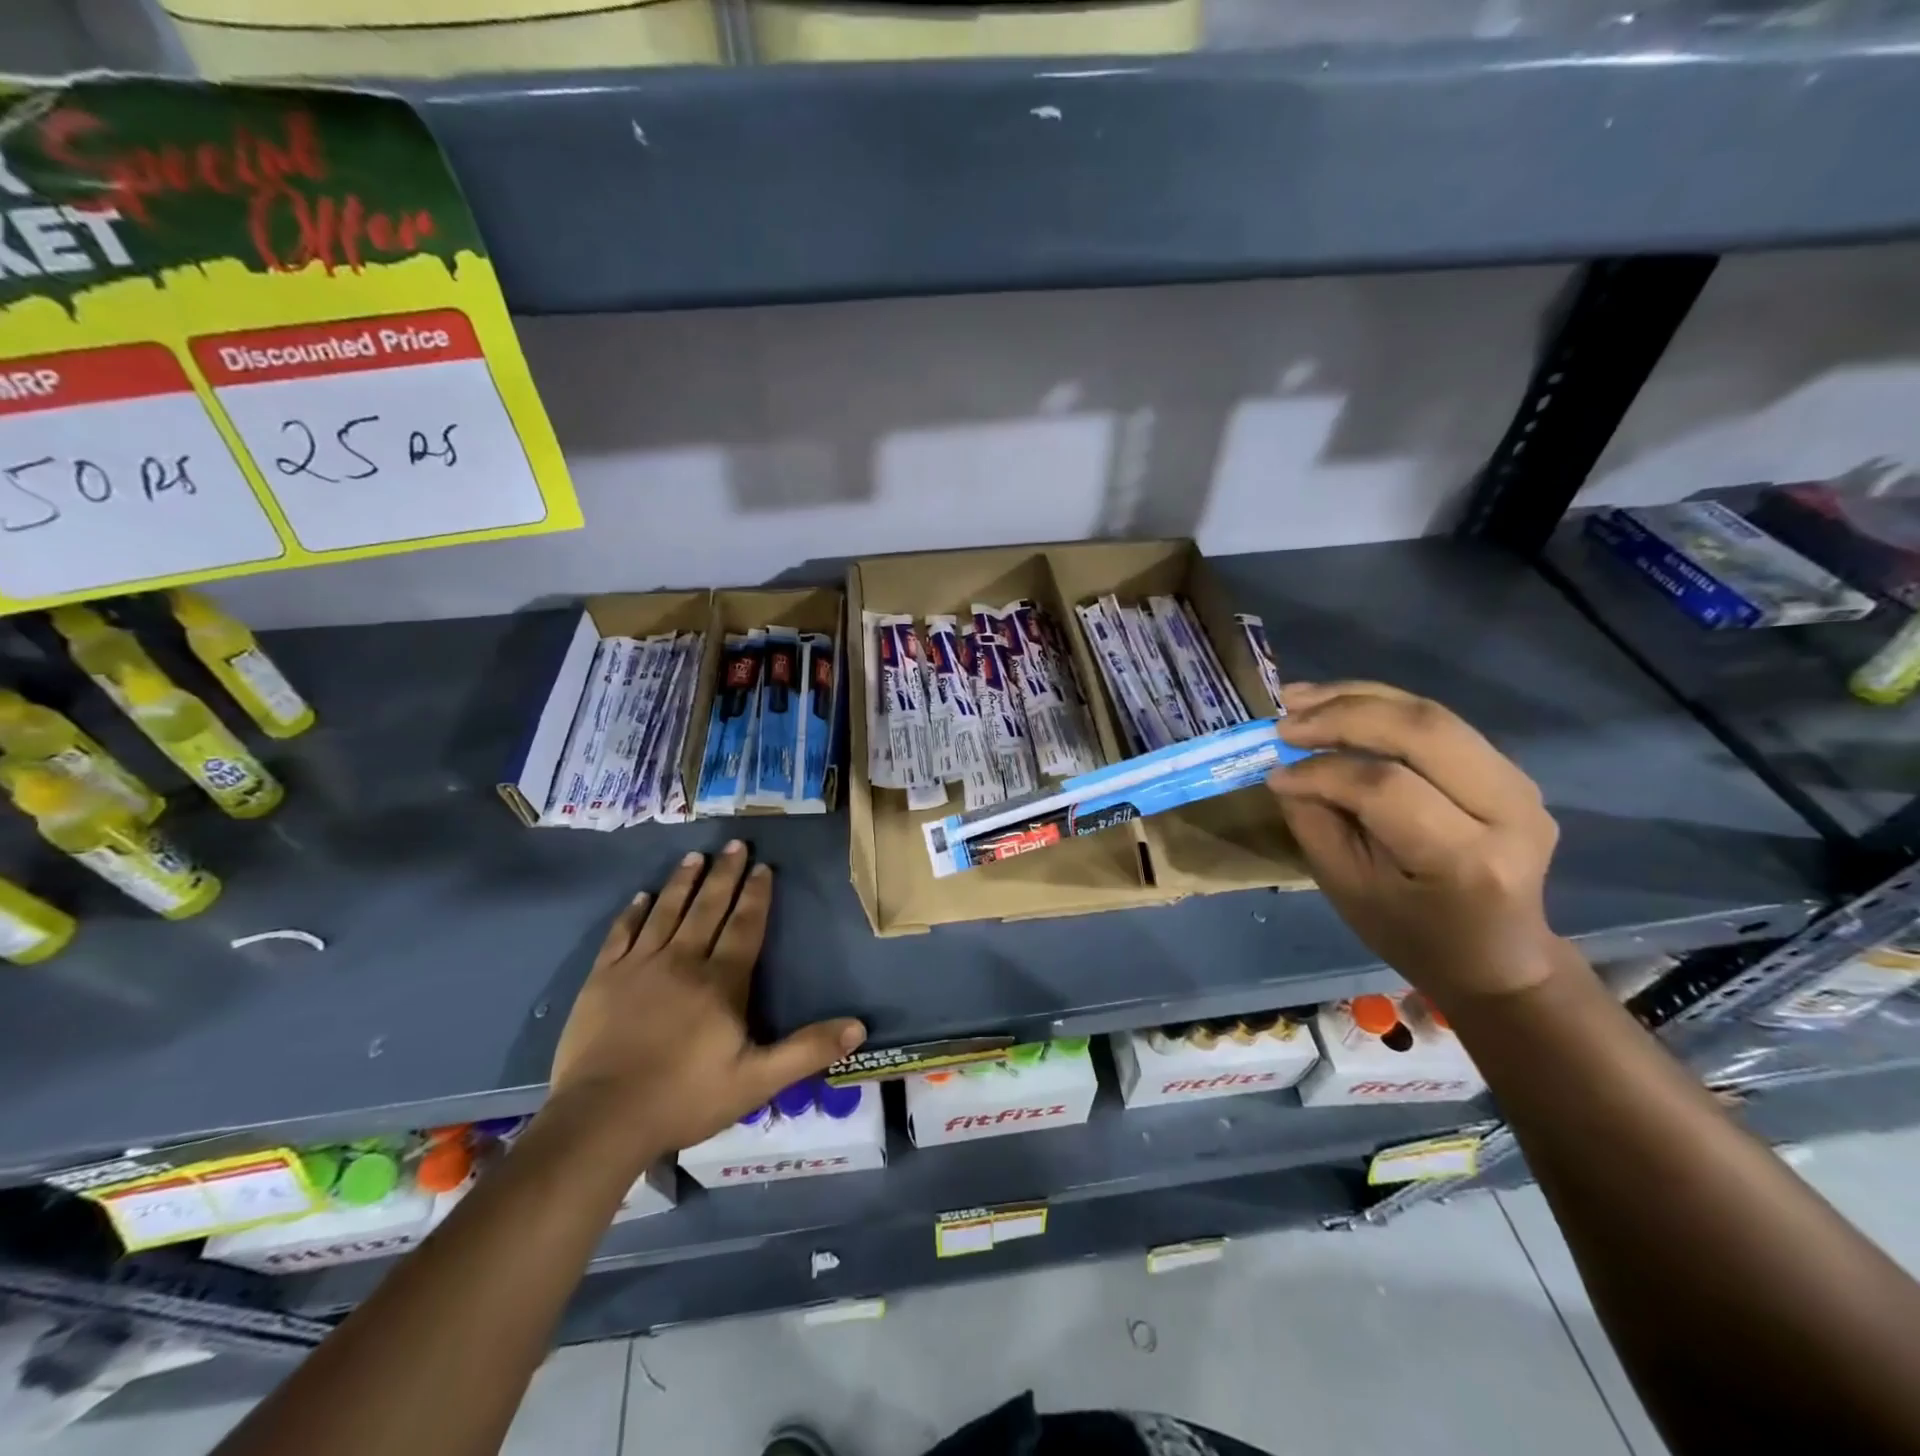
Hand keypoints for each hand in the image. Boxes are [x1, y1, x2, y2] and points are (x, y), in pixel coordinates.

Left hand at [545, 842, 866, 1166]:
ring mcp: (639, 967)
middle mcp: (682, 961)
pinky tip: (640, 897)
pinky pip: (621, 934)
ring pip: (666, 911)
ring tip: (695, 856)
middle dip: (724, 874)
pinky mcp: (602, 979)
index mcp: (721, 982)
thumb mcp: (757, 1081)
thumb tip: (859, 1027)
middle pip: (707, 908)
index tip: (763, 867)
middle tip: (734, 843)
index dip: (756, 895)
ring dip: (682, 882)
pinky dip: (633, 913)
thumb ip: (807, 1050)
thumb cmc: (684, 1098)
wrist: (601, 1119)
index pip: (745, 927)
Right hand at [1266, 682, 1565, 1003]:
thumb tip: (1285, 767)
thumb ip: (1316, 822)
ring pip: (1430, 713)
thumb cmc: (1411, 933)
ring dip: (1356, 698)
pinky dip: (1377, 706)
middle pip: (1423, 731)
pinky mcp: (1507, 768)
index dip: (1322, 772)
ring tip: (1295, 699)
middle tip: (1283, 721)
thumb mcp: (1347, 889)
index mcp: (1468, 860)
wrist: (1495, 954)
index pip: (1388, 789)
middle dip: (1343, 715)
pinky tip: (1332, 703)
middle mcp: (1509, 811)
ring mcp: (1518, 783)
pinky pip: (1435, 722)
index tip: (1274, 774)